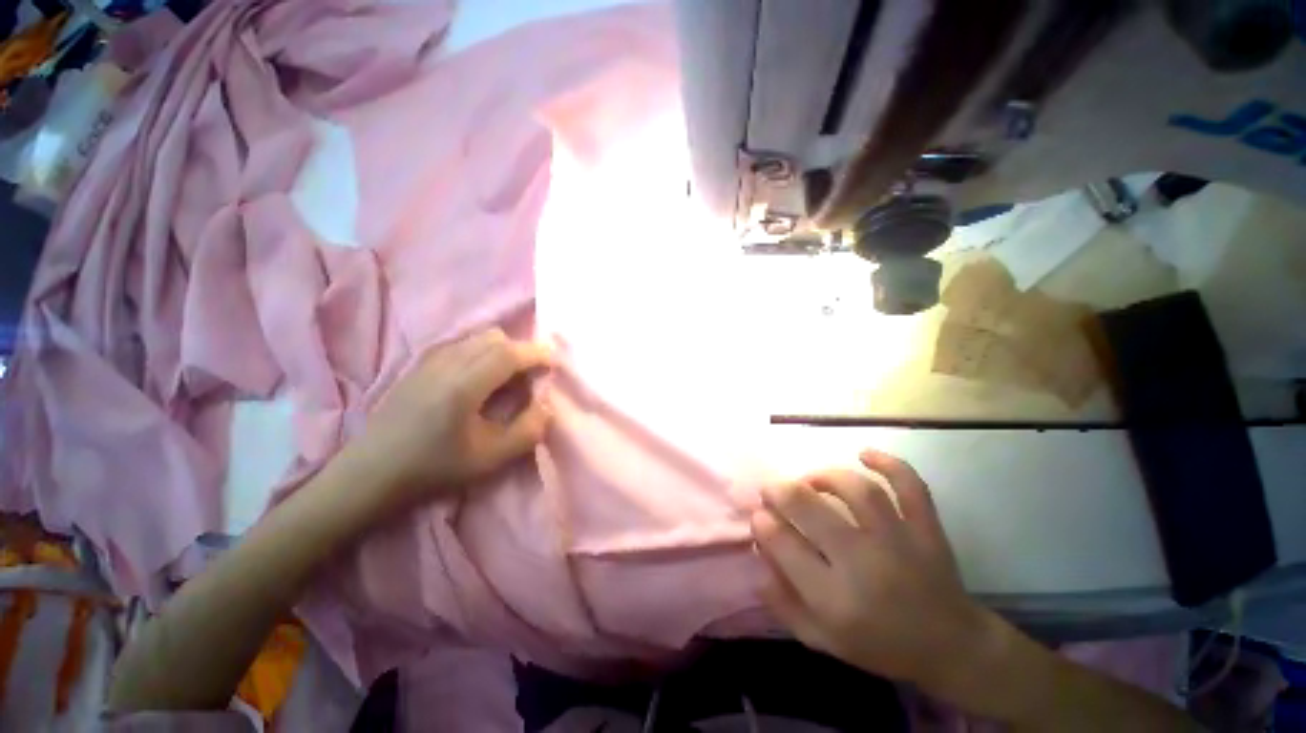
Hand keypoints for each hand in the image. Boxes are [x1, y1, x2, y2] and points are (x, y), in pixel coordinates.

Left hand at [347, 328, 553, 506]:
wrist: (370, 474)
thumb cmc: (433, 468)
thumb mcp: (490, 459)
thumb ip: (528, 430)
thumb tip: (547, 405)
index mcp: (463, 385)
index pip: (509, 353)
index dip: (537, 353)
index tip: (554, 362)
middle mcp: (446, 363)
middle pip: (494, 338)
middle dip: (521, 350)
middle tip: (532, 375)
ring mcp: (428, 361)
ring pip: (476, 338)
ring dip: (501, 350)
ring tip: (508, 377)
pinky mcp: (418, 366)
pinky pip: (460, 344)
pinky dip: (481, 352)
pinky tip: (480, 378)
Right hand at [751, 449, 990, 692]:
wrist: (950, 648)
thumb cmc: (879, 646)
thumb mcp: (821, 639)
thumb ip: (783, 601)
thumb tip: (758, 555)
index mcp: (835, 599)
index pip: (784, 545)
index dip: (762, 523)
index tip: (758, 516)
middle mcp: (864, 563)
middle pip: (810, 509)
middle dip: (779, 492)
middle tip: (770, 489)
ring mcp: (900, 541)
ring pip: (856, 490)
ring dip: (824, 477)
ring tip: (809, 480)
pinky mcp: (927, 529)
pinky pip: (910, 487)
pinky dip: (890, 464)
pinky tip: (864, 453)